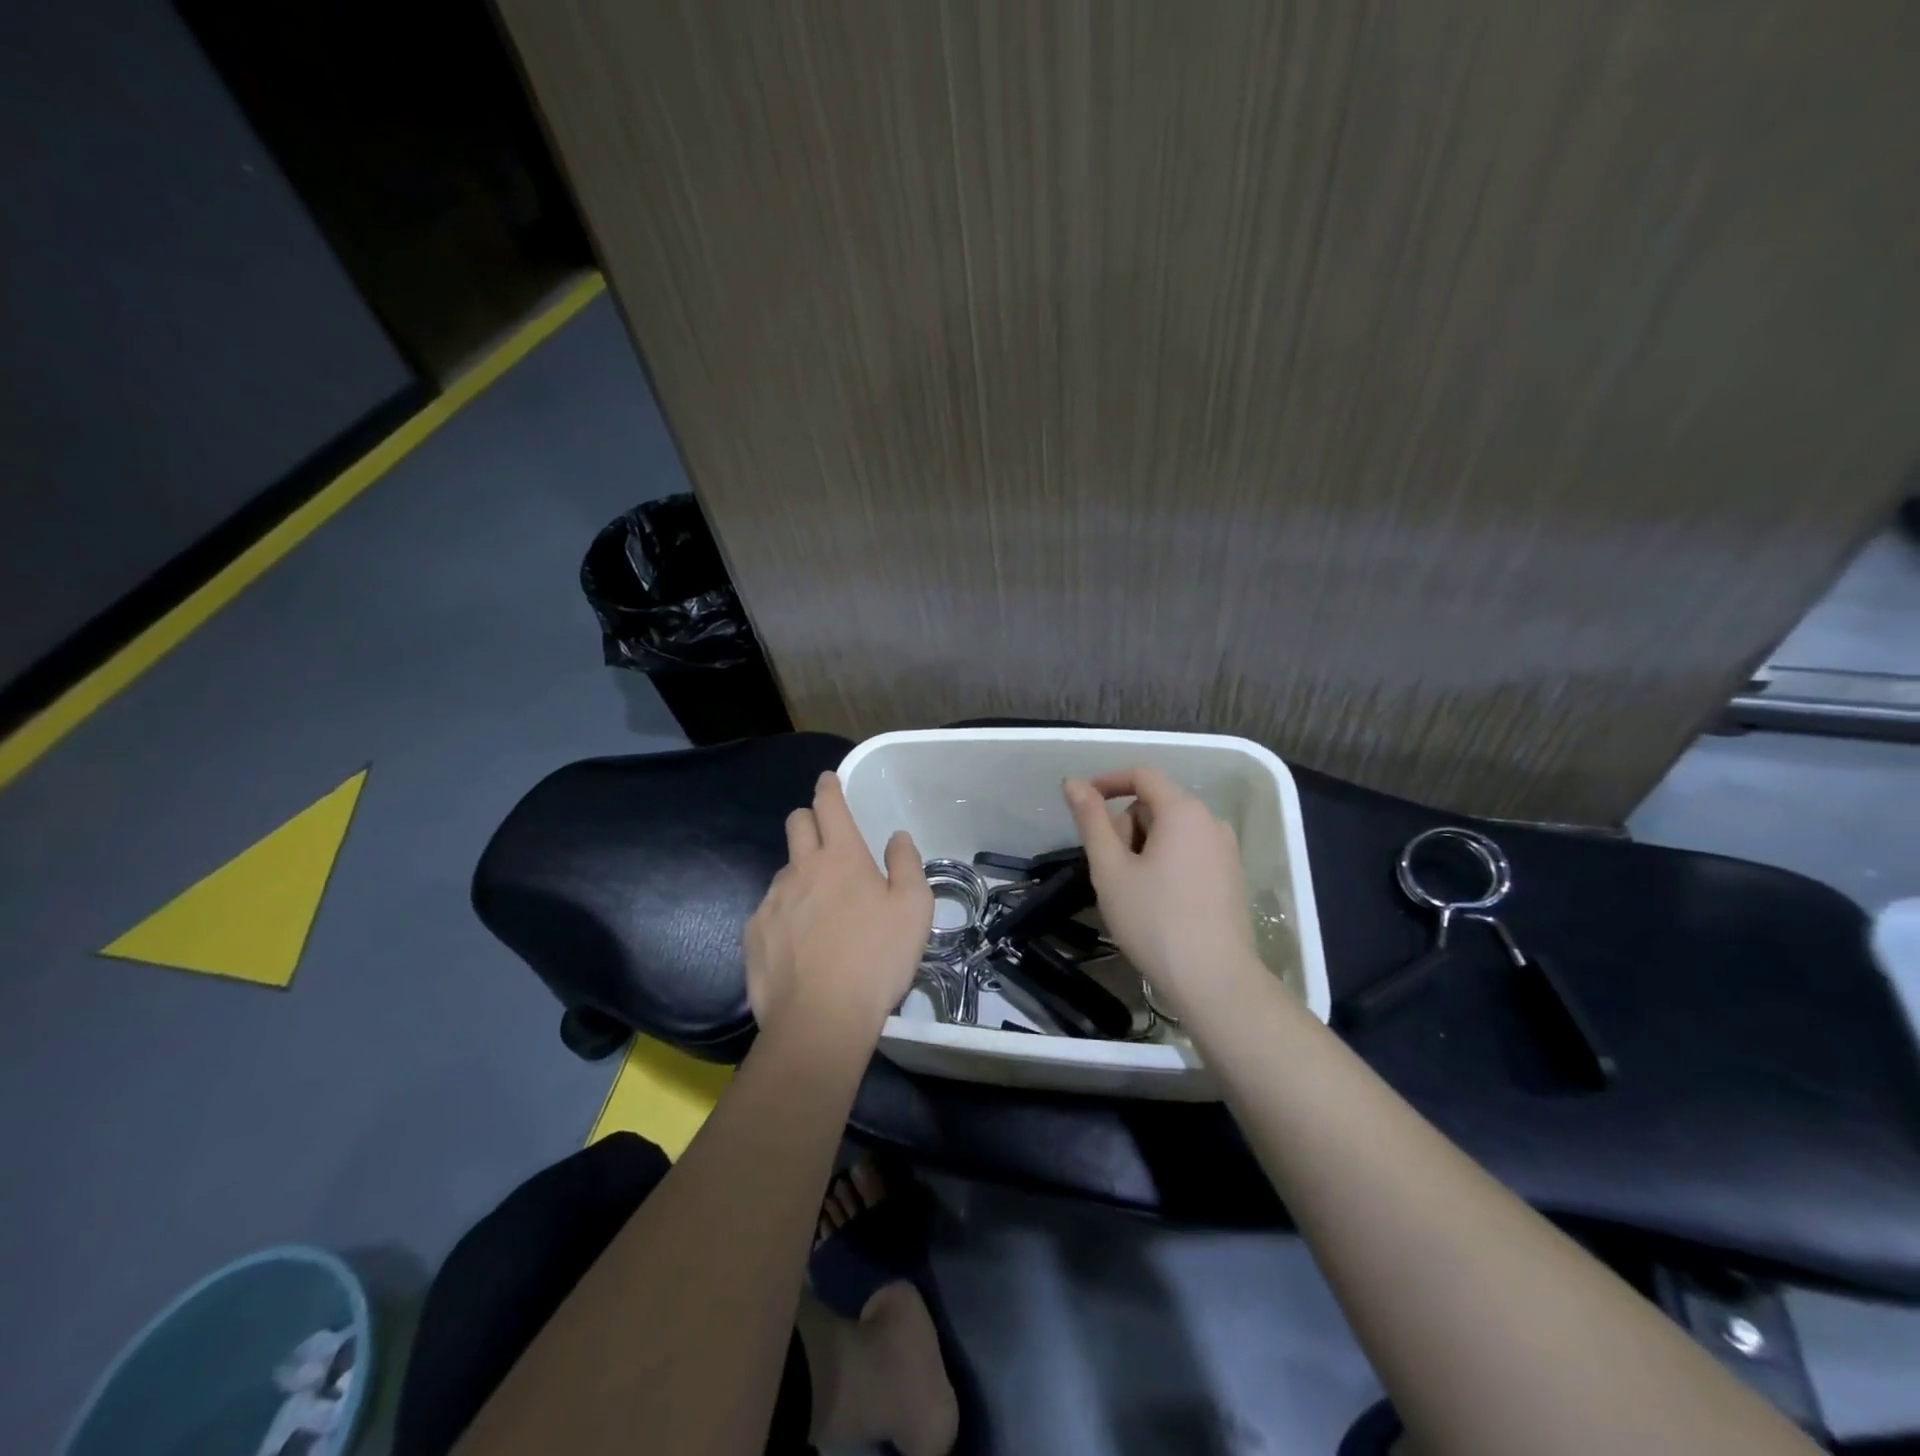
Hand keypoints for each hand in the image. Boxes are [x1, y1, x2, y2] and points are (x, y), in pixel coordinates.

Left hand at [745, 772, 933, 1038]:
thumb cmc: (877, 959)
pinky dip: (785, 915)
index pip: (829, 805)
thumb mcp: (914, 910)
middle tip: (827, 840)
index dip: (828, 786)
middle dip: (809, 819)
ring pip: (784, 869)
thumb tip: (897, 838)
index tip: (827, 779)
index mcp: (842, 857)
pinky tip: (800, 945)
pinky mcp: (754, 932)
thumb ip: (907, 865)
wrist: (820, 1019)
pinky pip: (769, 909)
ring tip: (820, 911)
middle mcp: (801, 869)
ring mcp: (772, 900)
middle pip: (796, 823)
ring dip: (800, 875)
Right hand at [1063, 766, 1255, 1014]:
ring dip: (1143, 847)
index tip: (1082, 804)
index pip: (1142, 775)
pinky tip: (1157, 901)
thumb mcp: (1111, 869)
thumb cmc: (1154, 920)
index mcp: (1183, 811)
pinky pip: (1189, 851)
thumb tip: (1073, 782)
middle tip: (1109, 868)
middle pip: (1156, 804)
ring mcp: (1226, 850)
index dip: (1108, 782)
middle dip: (1125, 826)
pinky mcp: (1231, 876)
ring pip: (1172, 831)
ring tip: (1131, 890)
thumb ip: (1091, 820)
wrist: (1214, 981)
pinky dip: (1165, 862)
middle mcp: (1210, 821)